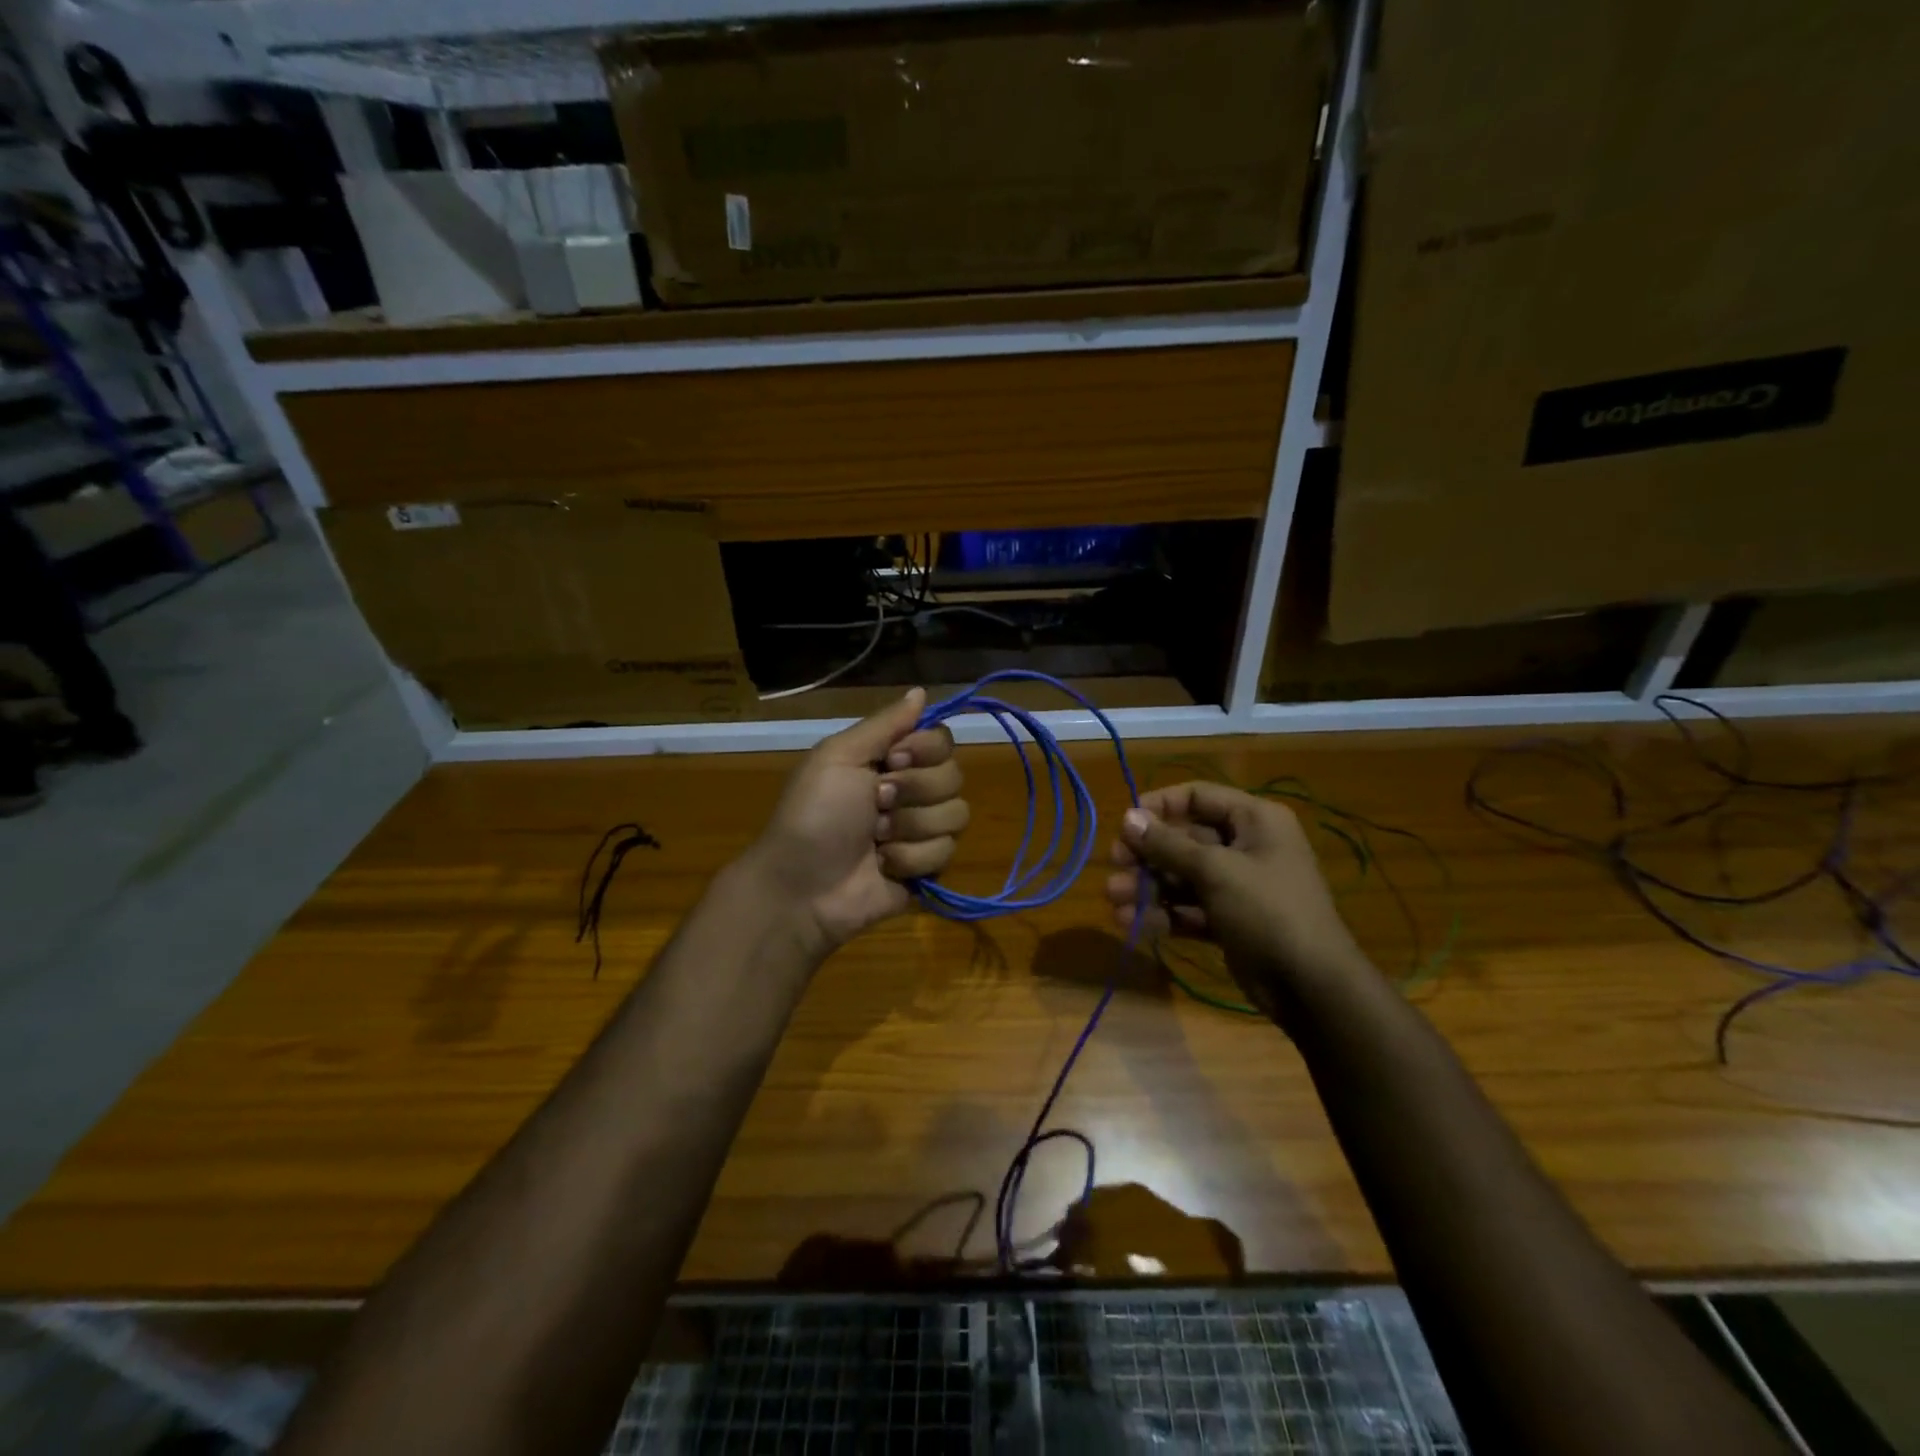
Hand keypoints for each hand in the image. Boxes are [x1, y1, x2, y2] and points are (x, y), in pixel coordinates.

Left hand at [746, 688, 966, 952]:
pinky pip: (947, 853)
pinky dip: (910, 859)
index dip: (925, 750)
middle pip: (954, 776)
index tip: (893, 760)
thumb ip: (884, 724)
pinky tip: (884, 865)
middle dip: (913, 791)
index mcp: (892, 760)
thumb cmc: (813, 815)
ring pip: (956, 815)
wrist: (801, 885)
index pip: (943, 740)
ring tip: (875, 840)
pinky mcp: (929, 868)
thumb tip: (920, 691)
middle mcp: (913, 791)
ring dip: (909, 827)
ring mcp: (923, 831)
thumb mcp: (838, 757)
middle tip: (875, 803)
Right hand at [1104, 781, 1372, 1019]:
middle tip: (1115, 865)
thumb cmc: (1267, 911)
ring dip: (1147, 886)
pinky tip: (1130, 923)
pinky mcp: (1229, 921)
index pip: (1198, 796)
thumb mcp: (1215, 871)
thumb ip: (1168, 844)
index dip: (1159, 806)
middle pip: (1185, 839)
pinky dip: (1162, 914)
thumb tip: (1128, 817)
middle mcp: (1246, 846)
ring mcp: (1238, 886)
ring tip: (1114, 898)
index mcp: (1254, 820)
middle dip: (1147, 854)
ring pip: (1182, 877)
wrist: (1311, 987)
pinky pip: (1189, 908)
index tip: (1125, 824)